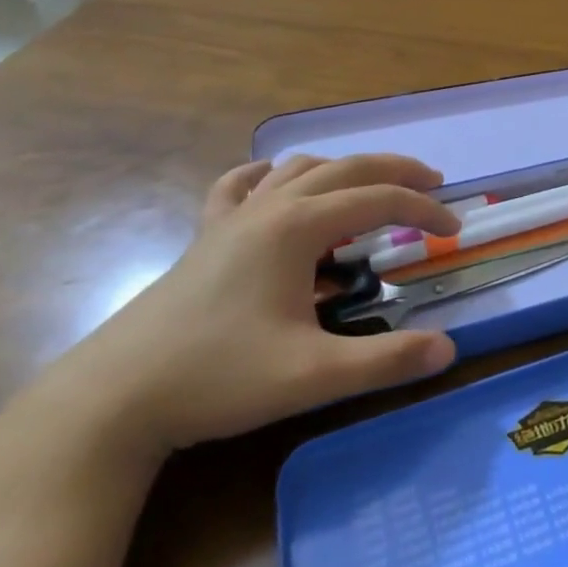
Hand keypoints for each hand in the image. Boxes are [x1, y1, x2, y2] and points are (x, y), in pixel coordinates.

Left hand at [34, 153, 461, 460]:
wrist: (113, 398)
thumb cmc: (218, 378)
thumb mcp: (312, 376)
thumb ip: (386, 361)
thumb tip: (448, 349)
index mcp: (298, 227)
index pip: (379, 201)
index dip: (423, 211)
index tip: (454, 231)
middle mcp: (269, 208)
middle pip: (347, 168)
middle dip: (396, 172)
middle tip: (433, 186)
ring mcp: (232, 218)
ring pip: (299, 169)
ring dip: (344, 171)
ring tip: (369, 190)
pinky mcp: (205, 236)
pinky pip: (240, 186)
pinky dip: (270, 176)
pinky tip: (273, 185)